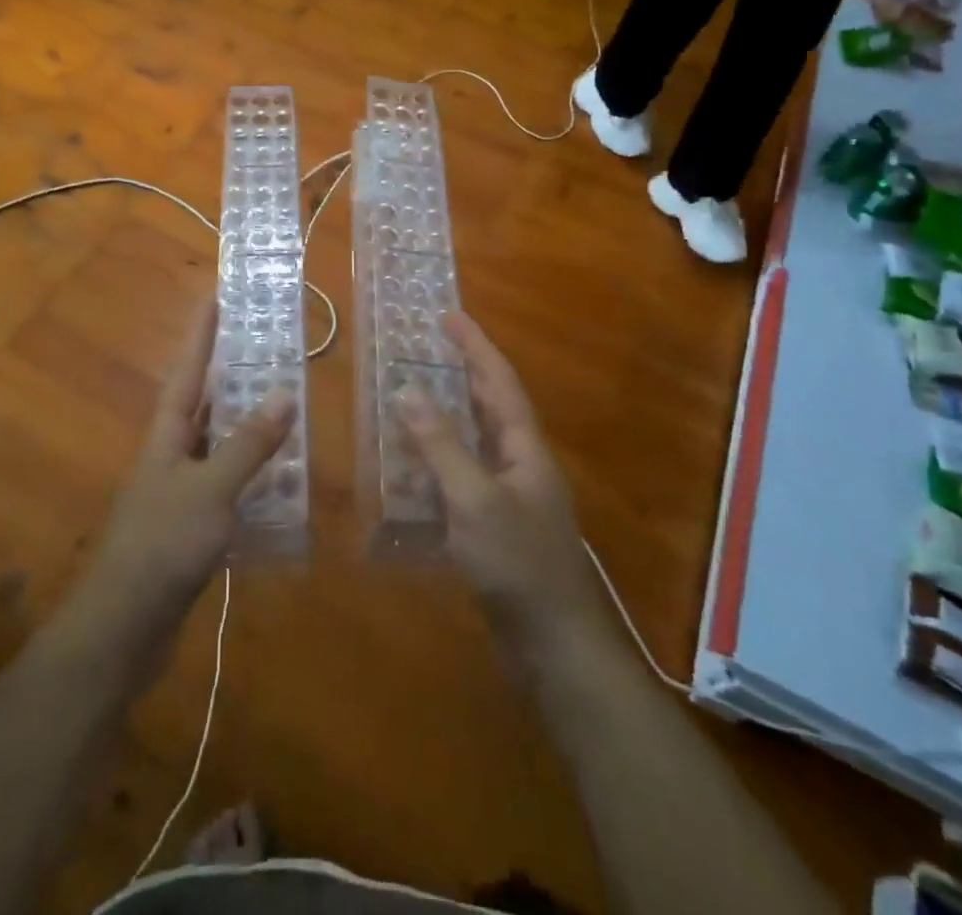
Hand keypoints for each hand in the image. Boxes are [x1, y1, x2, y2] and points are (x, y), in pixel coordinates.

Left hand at [79, 299, 289, 653]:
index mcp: (168, 434)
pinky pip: (227, 483)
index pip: (189, 370)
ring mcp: (180, 490)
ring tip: (285, 402)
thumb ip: (248, 444)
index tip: (217, 295)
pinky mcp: (191, 525)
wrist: (123, 628)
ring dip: (248, 424)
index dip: (203, 333)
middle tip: (268, 346)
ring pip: (219, 443)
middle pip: (205, 401)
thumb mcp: (210, 490)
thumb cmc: (162, 545)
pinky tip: (280, 477)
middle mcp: (172, 454)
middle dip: (232, 373)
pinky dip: (253, 474)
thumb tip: (283, 392)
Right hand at [396, 313, 607, 654]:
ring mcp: (510, 497)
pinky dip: (438, 461)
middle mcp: (520, 464)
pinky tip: (412, 467)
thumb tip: (407, 390)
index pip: (499, 382)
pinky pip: (463, 477)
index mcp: (524, 448)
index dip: (475, 346)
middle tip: (428, 347)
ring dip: (447, 415)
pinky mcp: (496, 527)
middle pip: (490, 406)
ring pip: (475, 441)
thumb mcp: (474, 500)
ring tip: (413, 395)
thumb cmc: (518, 564)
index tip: (450, 315)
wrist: (555, 646)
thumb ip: (440, 445)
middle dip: (462, 373)